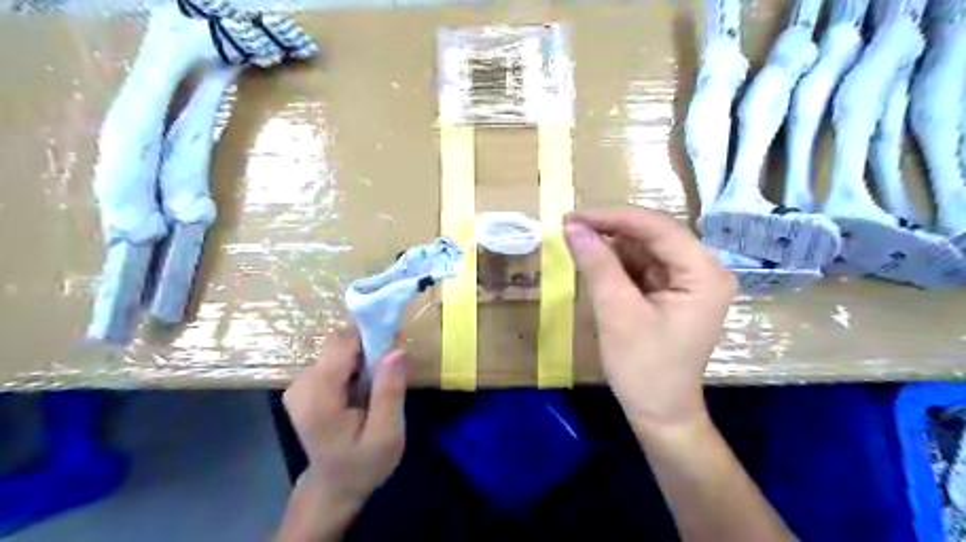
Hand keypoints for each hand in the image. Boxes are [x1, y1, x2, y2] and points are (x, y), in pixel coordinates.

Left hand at [284, 331, 409, 507]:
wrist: (334, 485)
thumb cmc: (363, 463)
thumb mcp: (387, 434)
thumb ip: (390, 392)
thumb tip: (396, 349)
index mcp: (319, 399)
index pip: (341, 345)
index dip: (370, 335)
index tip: (396, 340)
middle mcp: (301, 385)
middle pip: (338, 343)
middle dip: (369, 346)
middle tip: (392, 366)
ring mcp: (299, 384)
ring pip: (337, 348)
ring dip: (363, 355)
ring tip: (379, 380)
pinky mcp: (304, 384)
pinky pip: (334, 358)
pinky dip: (354, 363)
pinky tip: (364, 384)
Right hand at [564, 207, 736, 432]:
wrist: (660, 413)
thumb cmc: (644, 368)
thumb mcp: (617, 313)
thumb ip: (597, 265)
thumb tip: (572, 227)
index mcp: (704, 274)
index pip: (658, 228)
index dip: (613, 217)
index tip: (574, 216)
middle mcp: (703, 270)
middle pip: (653, 234)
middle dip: (611, 230)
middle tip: (570, 227)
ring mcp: (688, 280)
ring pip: (644, 248)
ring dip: (610, 246)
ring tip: (576, 243)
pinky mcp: (672, 291)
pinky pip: (642, 266)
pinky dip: (616, 263)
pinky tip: (594, 263)